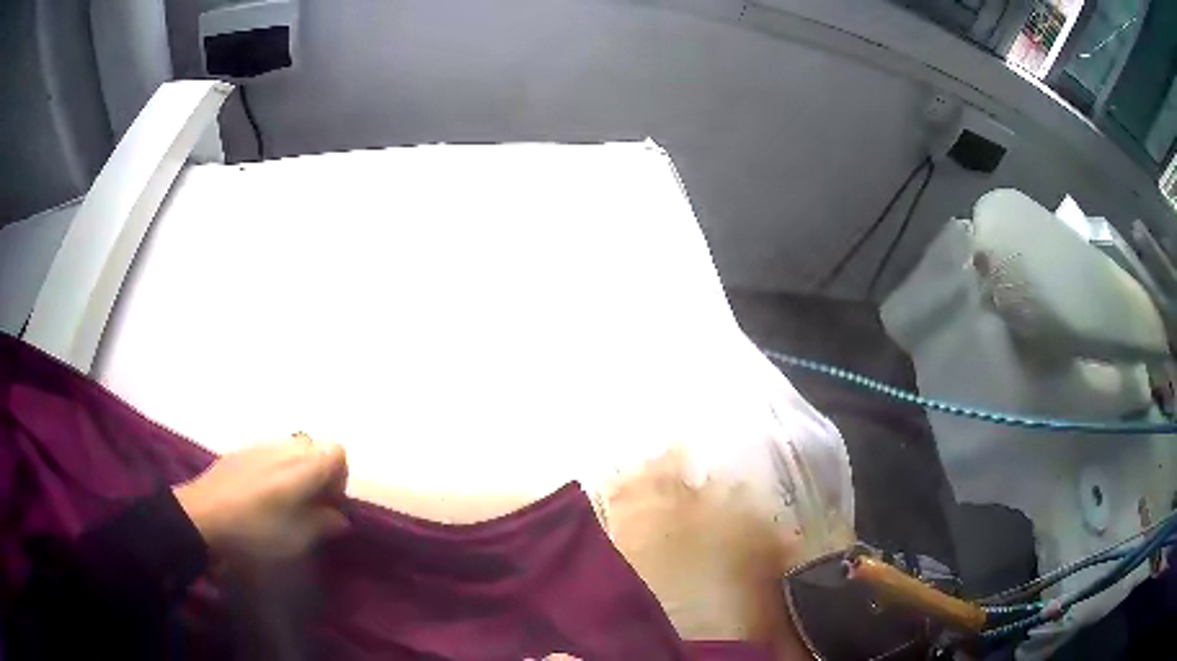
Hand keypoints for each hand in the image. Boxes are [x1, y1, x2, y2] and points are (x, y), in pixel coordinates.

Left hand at [174, 433, 349, 560]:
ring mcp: (262, 445)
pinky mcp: (243, 449)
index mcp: (303, 467)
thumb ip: (323, 524)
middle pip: (317, 447)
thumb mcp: (295, 537)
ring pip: (294, 448)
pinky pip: (272, 452)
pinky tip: (263, 494)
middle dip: (321, 473)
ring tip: (286, 500)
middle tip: (311, 504)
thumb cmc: (254, 530)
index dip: (340, 478)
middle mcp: (286, 448)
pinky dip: (278, 468)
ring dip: (299, 470)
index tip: (330, 504)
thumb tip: (340, 518)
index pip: (337, 452)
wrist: (203, 515)